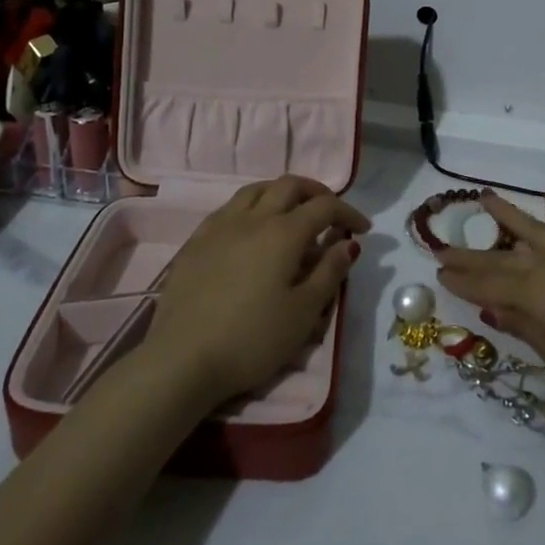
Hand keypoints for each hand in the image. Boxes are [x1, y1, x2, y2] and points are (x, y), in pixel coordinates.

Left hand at [143, 175, 368, 408]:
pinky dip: (252, 206)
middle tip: (330, 213)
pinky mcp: (196, 240)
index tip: (362, 229)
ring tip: (292, 212)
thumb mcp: (303, 313)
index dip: (348, 213)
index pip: (324, 207)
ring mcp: (221, 225)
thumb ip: (329, 273)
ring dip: (282, 192)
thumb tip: (348, 244)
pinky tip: (251, 229)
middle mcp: (253, 217)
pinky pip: (230, 207)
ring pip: (257, 189)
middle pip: (290, 186)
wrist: (181, 359)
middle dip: (316, 193)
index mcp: (284, 232)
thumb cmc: (251, 339)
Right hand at [436, 192, 544, 453]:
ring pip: (534, 228)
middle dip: (471, 254)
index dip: (462, 280)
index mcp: (537, 292)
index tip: (438, 271)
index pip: (489, 284)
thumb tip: (494, 306)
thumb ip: (527, 328)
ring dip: (507, 214)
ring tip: (484, 198)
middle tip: (443, 246)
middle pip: (503, 257)